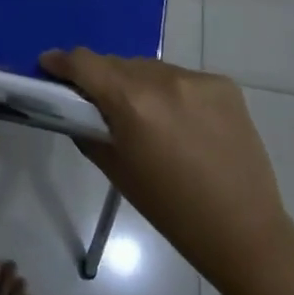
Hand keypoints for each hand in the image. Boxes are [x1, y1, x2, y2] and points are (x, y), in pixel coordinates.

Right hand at [42, 49, 291, 286]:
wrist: (244, 232)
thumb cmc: (171, 210)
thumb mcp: (116, 170)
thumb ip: (89, 129)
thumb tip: (73, 106)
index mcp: (132, 102)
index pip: (84, 62)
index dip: (61, 61)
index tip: (49, 65)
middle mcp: (163, 79)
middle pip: (117, 63)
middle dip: (101, 78)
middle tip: (98, 101)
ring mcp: (197, 79)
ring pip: (150, 68)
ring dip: (137, 83)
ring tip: (144, 115)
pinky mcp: (224, 85)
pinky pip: (182, 78)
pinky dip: (171, 92)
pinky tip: (181, 121)